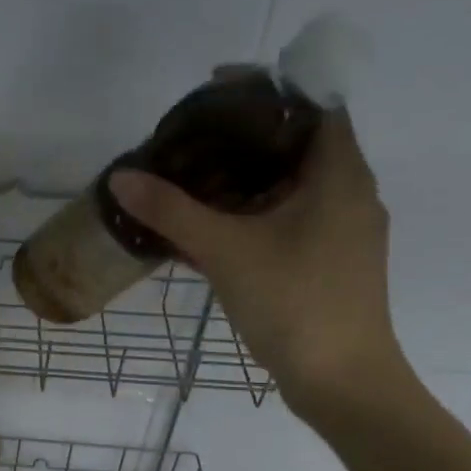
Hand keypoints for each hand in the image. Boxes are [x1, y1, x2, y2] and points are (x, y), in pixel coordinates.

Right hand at [108, 112, 409, 419]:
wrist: (342, 382)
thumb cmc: (294, 303)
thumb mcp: (226, 251)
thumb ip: (171, 212)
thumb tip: (121, 178)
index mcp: (340, 175)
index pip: (314, 103)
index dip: (268, 88)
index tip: (215, 89)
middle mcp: (350, 194)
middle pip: (300, 142)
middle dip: (247, 133)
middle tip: (193, 135)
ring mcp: (343, 231)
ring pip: (294, 184)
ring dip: (248, 175)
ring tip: (194, 175)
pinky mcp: (331, 261)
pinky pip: (291, 217)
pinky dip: (255, 210)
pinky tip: (213, 226)